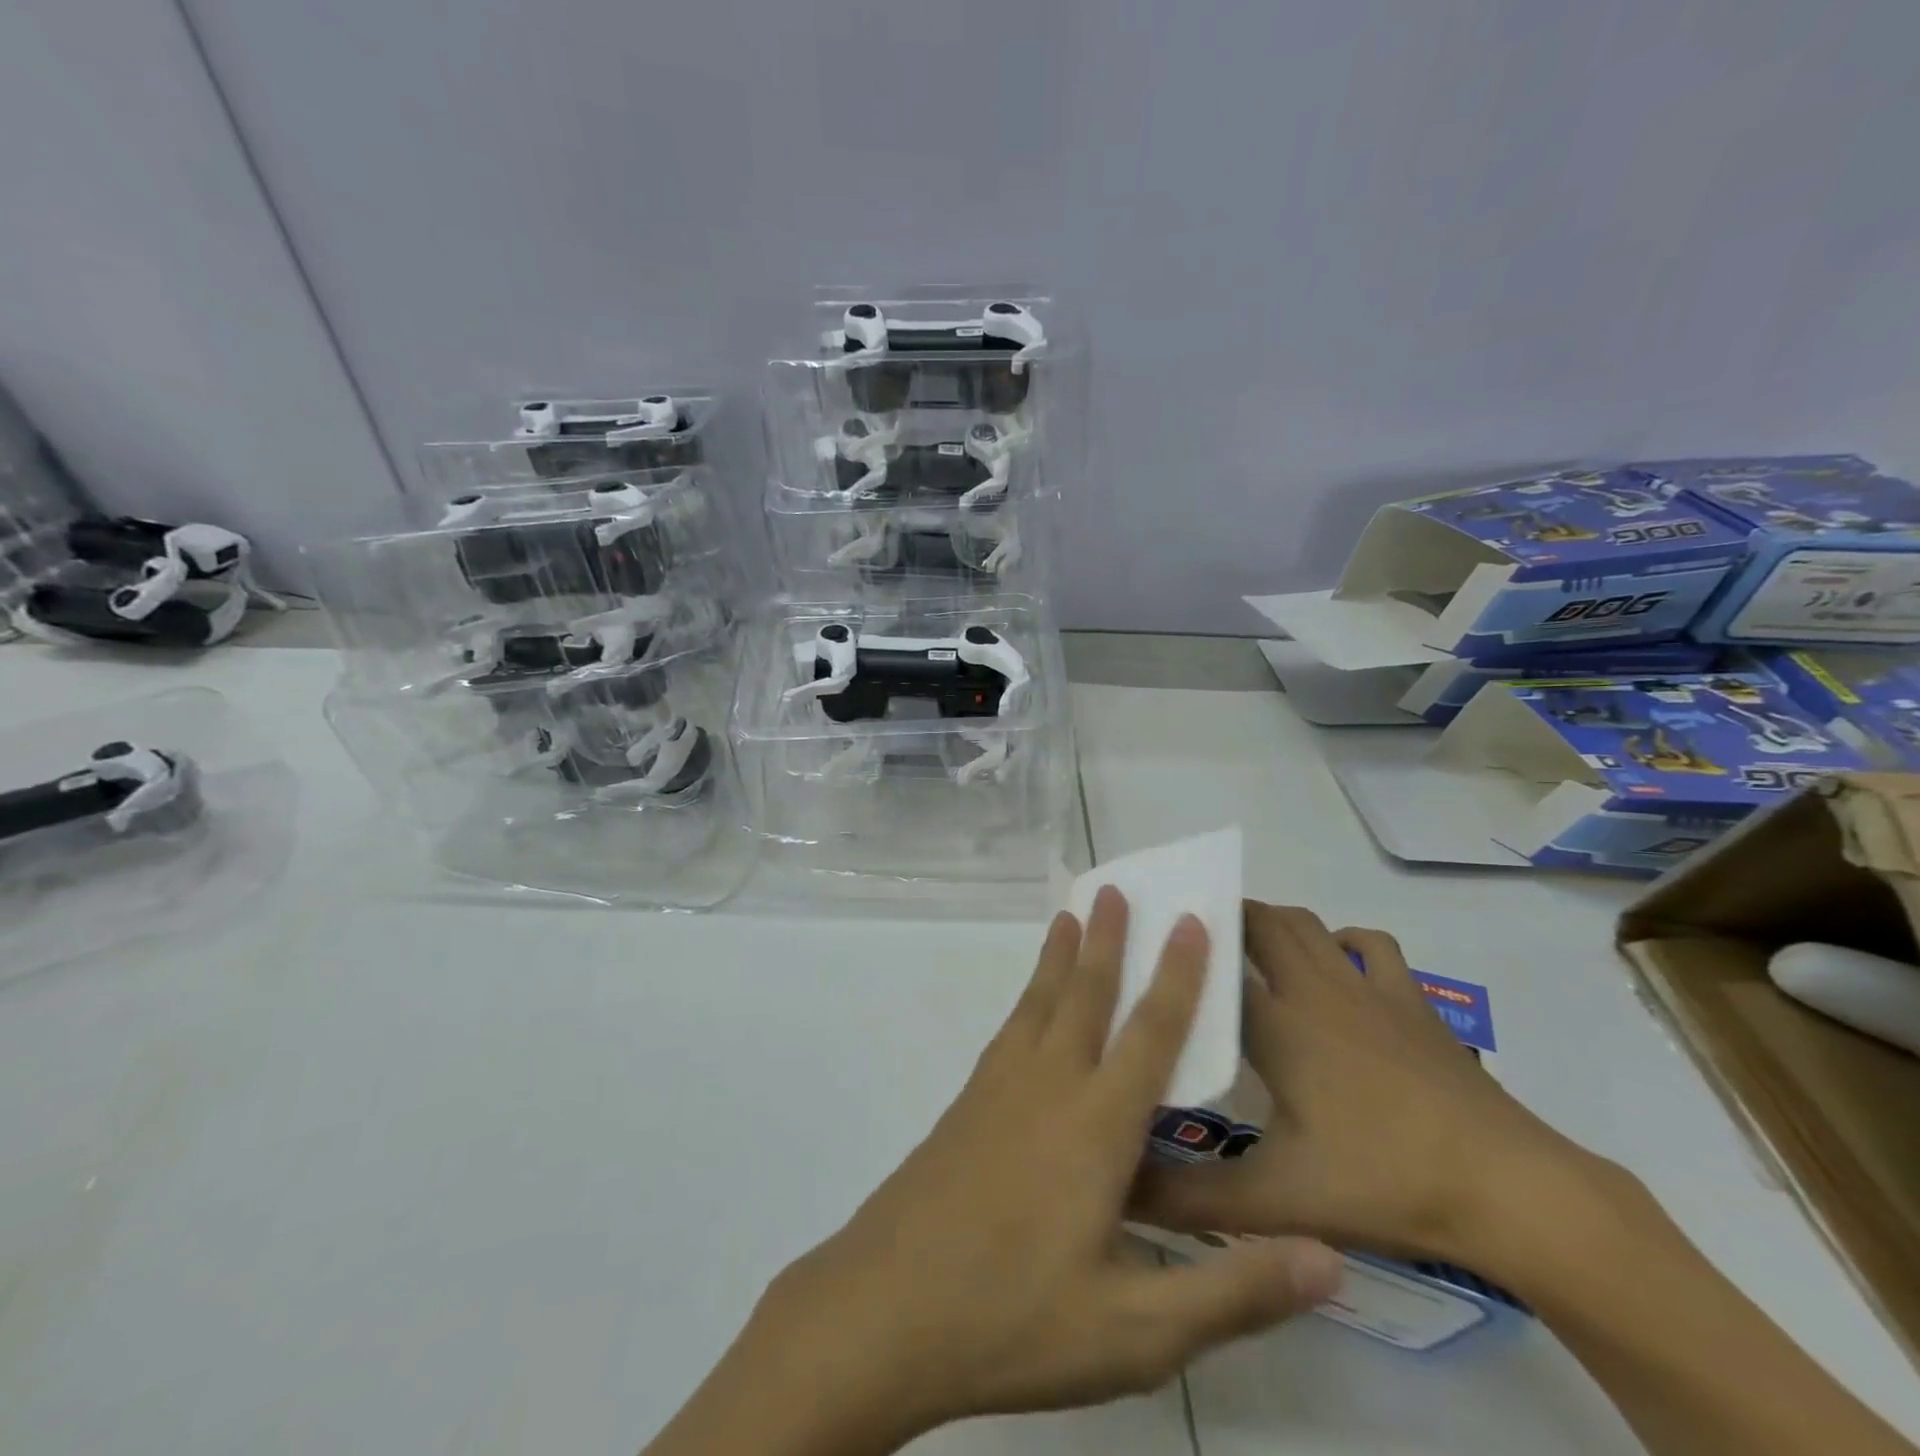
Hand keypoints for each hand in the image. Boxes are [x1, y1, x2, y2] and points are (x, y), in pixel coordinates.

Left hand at [712, 890, 1342, 1452]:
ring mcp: (998, 1090)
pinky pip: (1009, 1029)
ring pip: (1039, 1002)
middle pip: (1085, 995)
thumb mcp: (1137, 1332)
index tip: (1191, 921)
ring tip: (1070, 915)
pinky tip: (1029, 1005)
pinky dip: (1027, 997)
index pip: (1150, 1034)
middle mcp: (1048, 1088)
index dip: (1177, 976)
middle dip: (1108, 939)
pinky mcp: (966, 1105)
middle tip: (1116, 886)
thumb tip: (1328, 1257)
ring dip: (1060, 956)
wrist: (886, 1309)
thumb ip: (1232, 1291)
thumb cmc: (1015, 1320)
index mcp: (1096, 1128)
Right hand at [1131, 902, 1594, 1271]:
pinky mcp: (1413, 1003)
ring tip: (1248, 946)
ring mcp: (1369, 990)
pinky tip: (1335, 963)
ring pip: (1310, 925)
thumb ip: (1192, 1198)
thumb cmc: (1384, 1182)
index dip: (1180, 951)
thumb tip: (1117, 1193)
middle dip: (1226, 918)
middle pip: (1262, 923)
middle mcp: (1316, 991)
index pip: (1214, 966)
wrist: (1511, 1190)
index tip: (1151, 945)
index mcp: (1278, 1026)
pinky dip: (1343, 939)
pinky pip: (1372, 945)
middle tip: (1192, 942)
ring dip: (1275, 922)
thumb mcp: (1276, 1200)